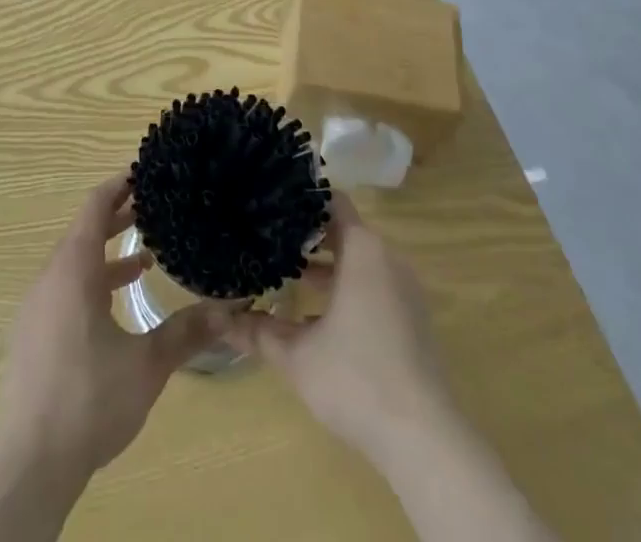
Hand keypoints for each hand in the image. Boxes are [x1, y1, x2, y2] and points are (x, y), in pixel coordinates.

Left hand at [0, 172, 229, 480]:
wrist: (30, 465)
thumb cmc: (89, 400)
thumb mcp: (147, 364)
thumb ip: (187, 331)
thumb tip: (231, 307)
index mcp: (73, 269)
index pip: (94, 206)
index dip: (119, 185)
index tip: (145, 173)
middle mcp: (50, 278)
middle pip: (84, 231)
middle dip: (118, 218)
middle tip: (154, 209)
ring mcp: (36, 307)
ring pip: (73, 263)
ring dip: (106, 255)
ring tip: (145, 260)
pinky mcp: (31, 335)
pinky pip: (63, 289)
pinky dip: (90, 282)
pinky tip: (115, 309)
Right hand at [227, 192, 453, 468]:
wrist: (424, 440)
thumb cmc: (355, 379)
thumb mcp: (296, 355)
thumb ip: (257, 331)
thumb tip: (217, 318)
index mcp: (362, 249)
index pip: (332, 201)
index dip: (302, 200)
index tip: (272, 205)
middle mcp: (387, 258)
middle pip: (343, 231)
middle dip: (307, 237)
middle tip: (270, 240)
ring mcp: (405, 289)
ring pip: (359, 262)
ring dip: (327, 268)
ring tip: (288, 278)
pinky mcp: (413, 319)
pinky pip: (375, 286)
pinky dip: (348, 290)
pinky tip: (318, 319)